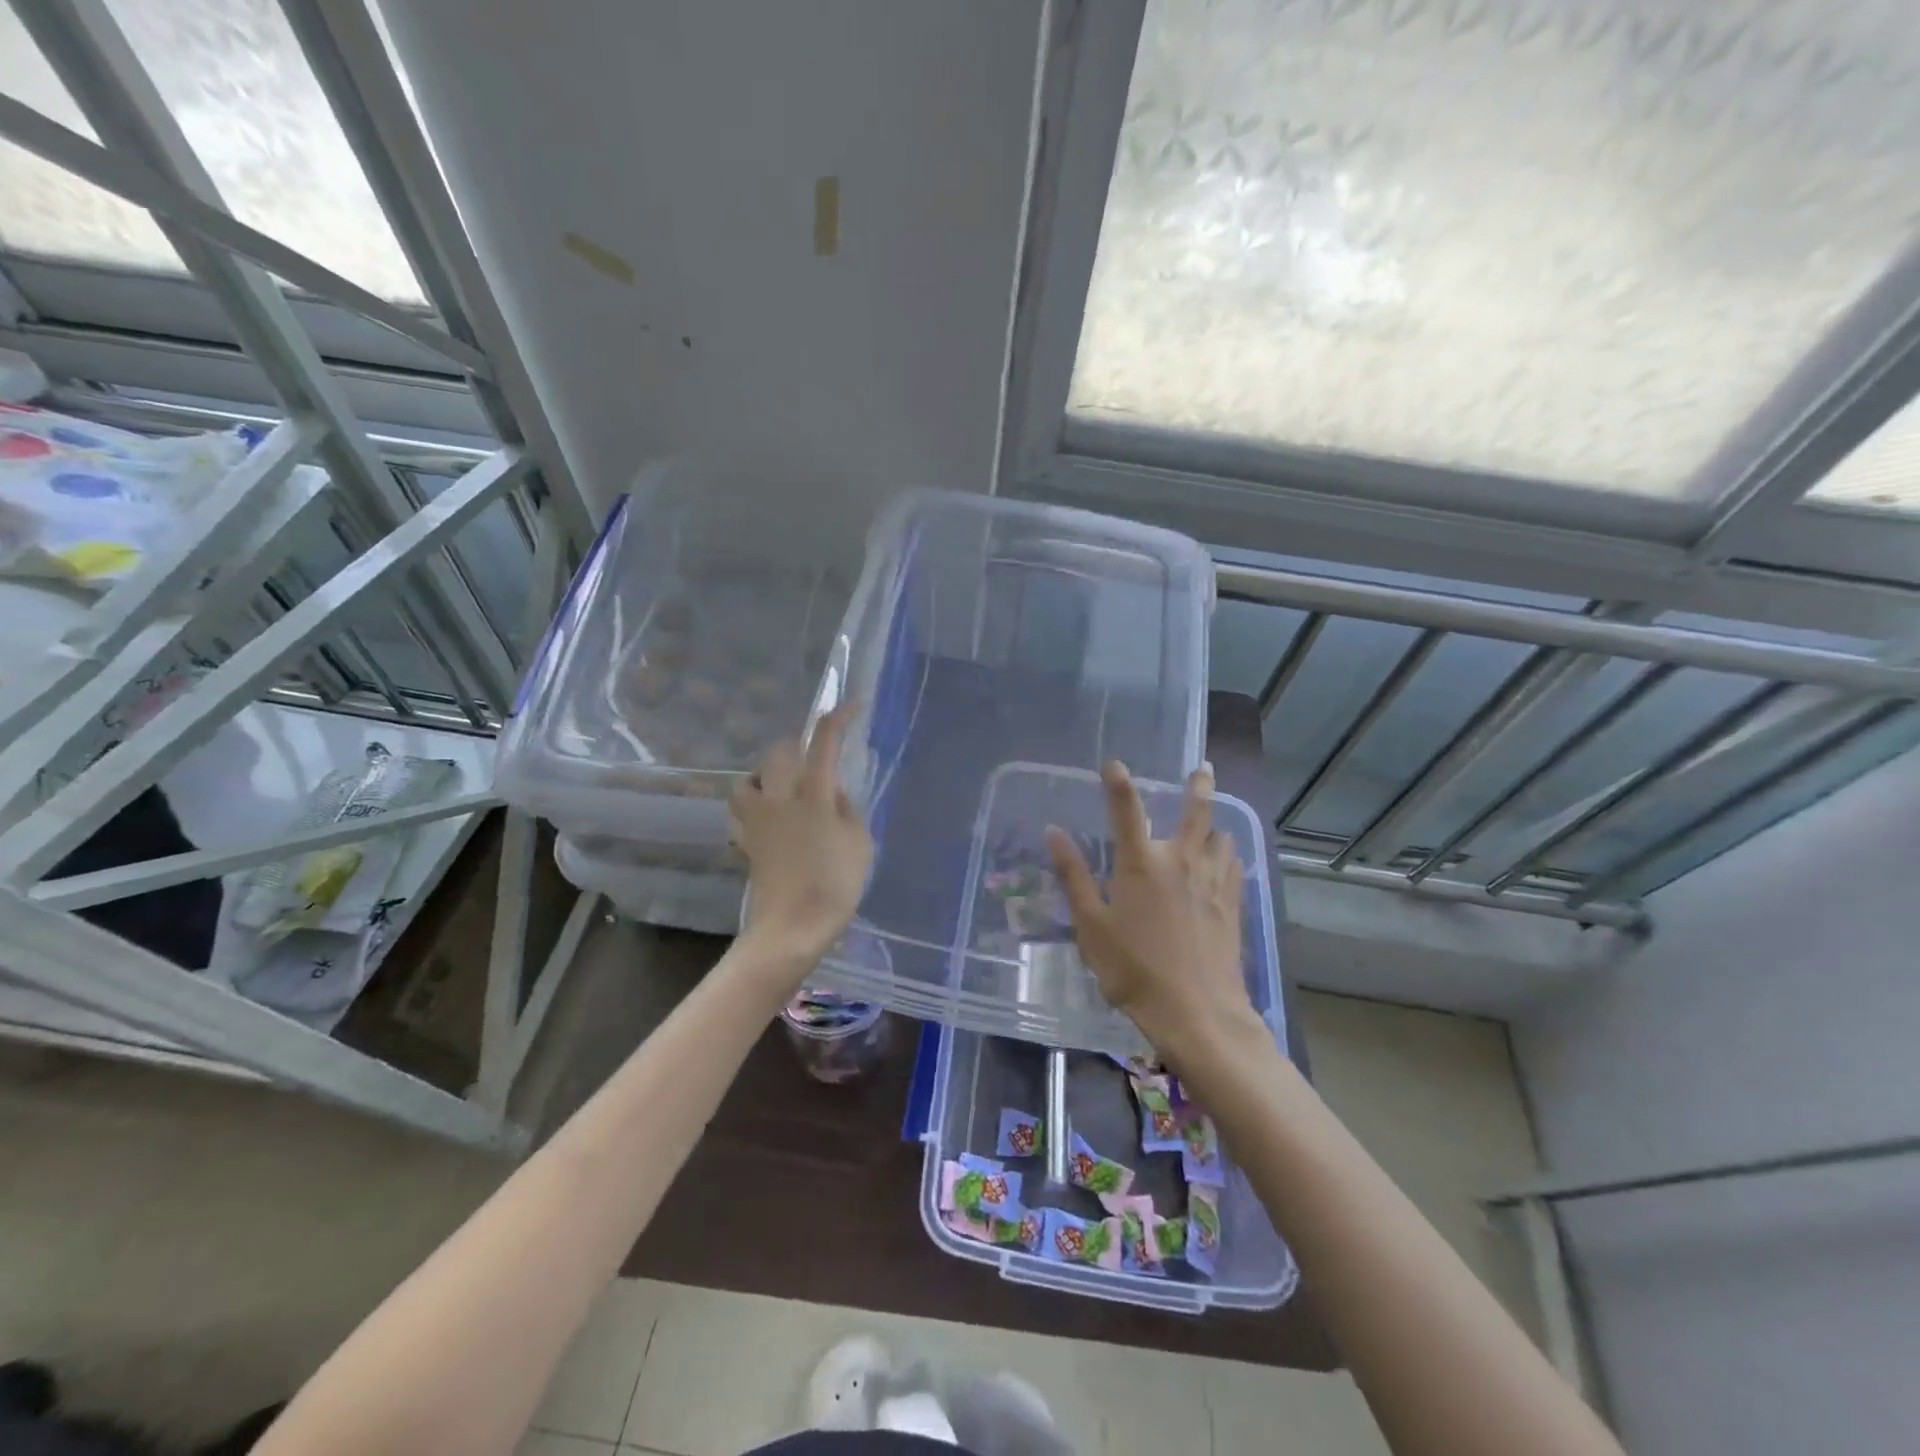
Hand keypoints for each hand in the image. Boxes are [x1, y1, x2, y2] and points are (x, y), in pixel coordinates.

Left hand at [730, 702, 873, 965]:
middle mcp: (780, 798)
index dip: (837, 719)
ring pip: (749, 779)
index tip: (851, 708)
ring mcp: (758, 820)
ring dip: (766, 774)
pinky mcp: (746, 841)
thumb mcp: (860, 844)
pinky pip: (741, 811)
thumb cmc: (834, 885)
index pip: (824, 743)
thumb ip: (848, 811)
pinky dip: (752, 805)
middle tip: (816, 756)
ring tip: (784, 786)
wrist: (791, 927)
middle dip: (798, 745)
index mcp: (814, 794)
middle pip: (779, 752)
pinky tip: (767, 817)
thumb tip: (835, 794)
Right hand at [1047, 761, 1256, 1065]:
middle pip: (1196, 811)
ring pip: (1222, 838)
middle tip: (1203, 767)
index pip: (1126, 809)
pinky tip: (1225, 863)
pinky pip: (1235, 867)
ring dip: (1214, 826)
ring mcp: (1212, 882)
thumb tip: (1054, 832)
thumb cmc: (1133, 969)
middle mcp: (1180, 861)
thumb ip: (1073, 875)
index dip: (1117, 782)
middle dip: (1198, 786)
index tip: (1113, 763)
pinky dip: (1228, 856)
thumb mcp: (1091, 925)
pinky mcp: (1232, 905)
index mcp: (1141, 863)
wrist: (1197, 1012)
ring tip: (1212, 825)